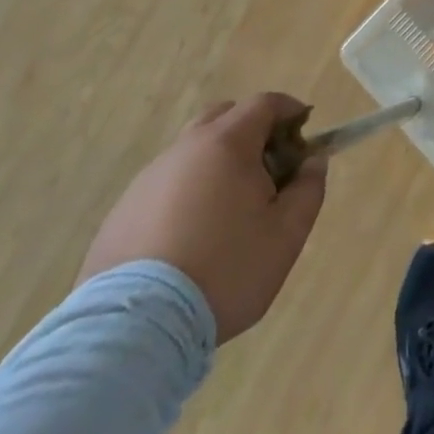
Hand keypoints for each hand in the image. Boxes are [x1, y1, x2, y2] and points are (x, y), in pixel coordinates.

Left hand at [79, 92, 326, 342]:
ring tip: (230, 210)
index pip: (264, 104)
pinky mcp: (120, 214)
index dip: (290, 110)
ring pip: (191, 153)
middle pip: (223, 118)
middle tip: (269, 168)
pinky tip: (191, 237)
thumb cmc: (225, 270)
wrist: (134, 329)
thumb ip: (309, 188)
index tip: (305, 131)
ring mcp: (146, 181)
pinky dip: (187, 194)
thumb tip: (312, 161)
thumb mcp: (287, 233)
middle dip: (252, 131)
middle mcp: (183, 150)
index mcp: (226, 144)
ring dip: (217, 164)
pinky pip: (164, 186)